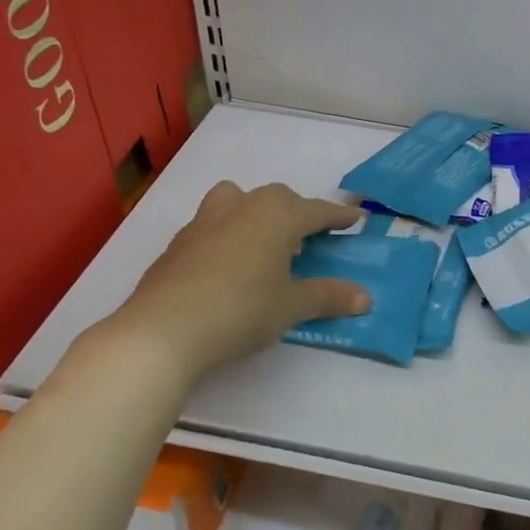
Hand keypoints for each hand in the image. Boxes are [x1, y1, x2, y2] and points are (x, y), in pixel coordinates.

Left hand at [89, 182, 370, 383]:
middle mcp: (242, 207)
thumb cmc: (241, 310)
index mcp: (276, 215)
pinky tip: (231, 265)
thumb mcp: (291, 306)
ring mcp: (205, 221)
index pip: (317, 211)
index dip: (339, 216)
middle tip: (311, 239)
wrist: (163, 330)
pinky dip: (231, 234)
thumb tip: (366, 298)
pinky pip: (215, 225)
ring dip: (258, 213)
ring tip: (266, 243)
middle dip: (299, 214)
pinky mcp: (180, 242)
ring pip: (239, 200)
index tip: (357, 219)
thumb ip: (329, 297)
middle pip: (278, 199)